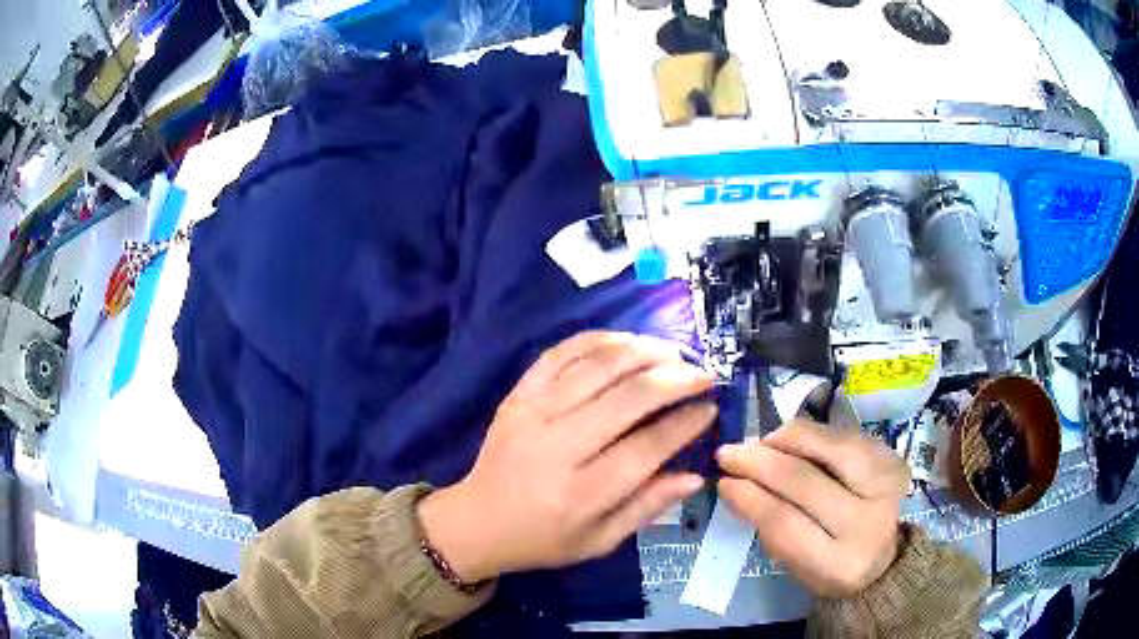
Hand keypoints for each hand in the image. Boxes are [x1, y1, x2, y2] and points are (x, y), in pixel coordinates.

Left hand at [418, 331, 716, 582]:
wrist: (479, 520)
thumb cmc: (543, 539)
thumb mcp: (599, 542)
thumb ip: (646, 509)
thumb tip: (695, 476)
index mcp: (580, 495)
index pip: (646, 449)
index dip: (684, 424)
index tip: (709, 408)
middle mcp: (557, 448)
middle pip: (627, 398)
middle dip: (675, 378)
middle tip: (702, 374)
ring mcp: (532, 414)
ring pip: (597, 366)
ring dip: (643, 351)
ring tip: (673, 353)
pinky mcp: (517, 395)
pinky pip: (560, 353)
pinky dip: (598, 340)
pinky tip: (626, 341)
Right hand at [716, 419, 910, 597]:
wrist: (886, 556)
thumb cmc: (831, 565)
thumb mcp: (796, 563)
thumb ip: (769, 526)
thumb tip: (733, 484)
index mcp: (839, 563)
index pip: (785, 522)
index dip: (750, 497)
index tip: (723, 481)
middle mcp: (868, 520)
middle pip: (803, 480)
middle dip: (759, 462)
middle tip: (728, 453)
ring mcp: (884, 482)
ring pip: (826, 446)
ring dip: (784, 439)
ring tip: (760, 443)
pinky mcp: (890, 456)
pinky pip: (842, 434)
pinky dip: (810, 434)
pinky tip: (789, 441)